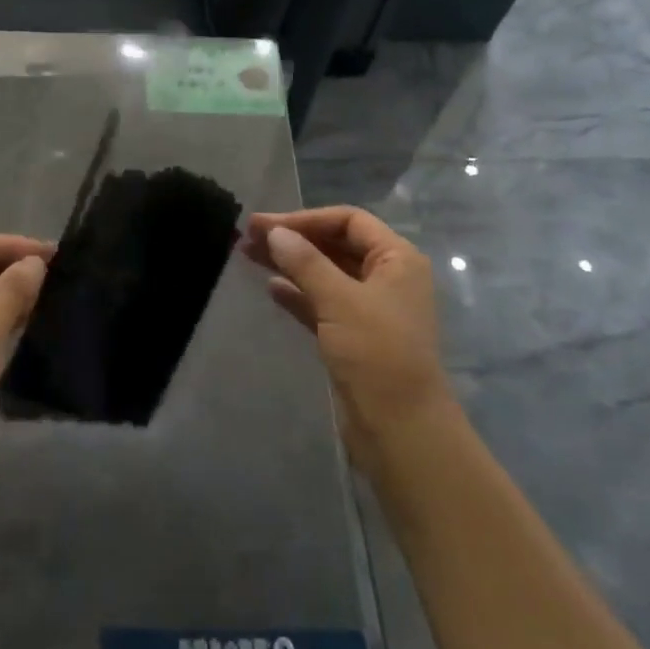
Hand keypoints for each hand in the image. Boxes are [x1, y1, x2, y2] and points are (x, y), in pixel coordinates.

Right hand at [242, 207, 447, 469]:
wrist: (401, 430)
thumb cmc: (377, 354)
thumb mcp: (339, 300)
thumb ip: (305, 262)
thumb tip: (274, 232)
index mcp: (397, 259)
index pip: (349, 220)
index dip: (306, 218)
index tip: (265, 225)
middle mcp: (387, 277)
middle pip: (335, 245)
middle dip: (294, 238)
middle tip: (249, 236)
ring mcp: (370, 308)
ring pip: (325, 274)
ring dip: (290, 263)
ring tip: (249, 256)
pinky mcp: (354, 336)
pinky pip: (322, 303)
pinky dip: (298, 293)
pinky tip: (270, 288)